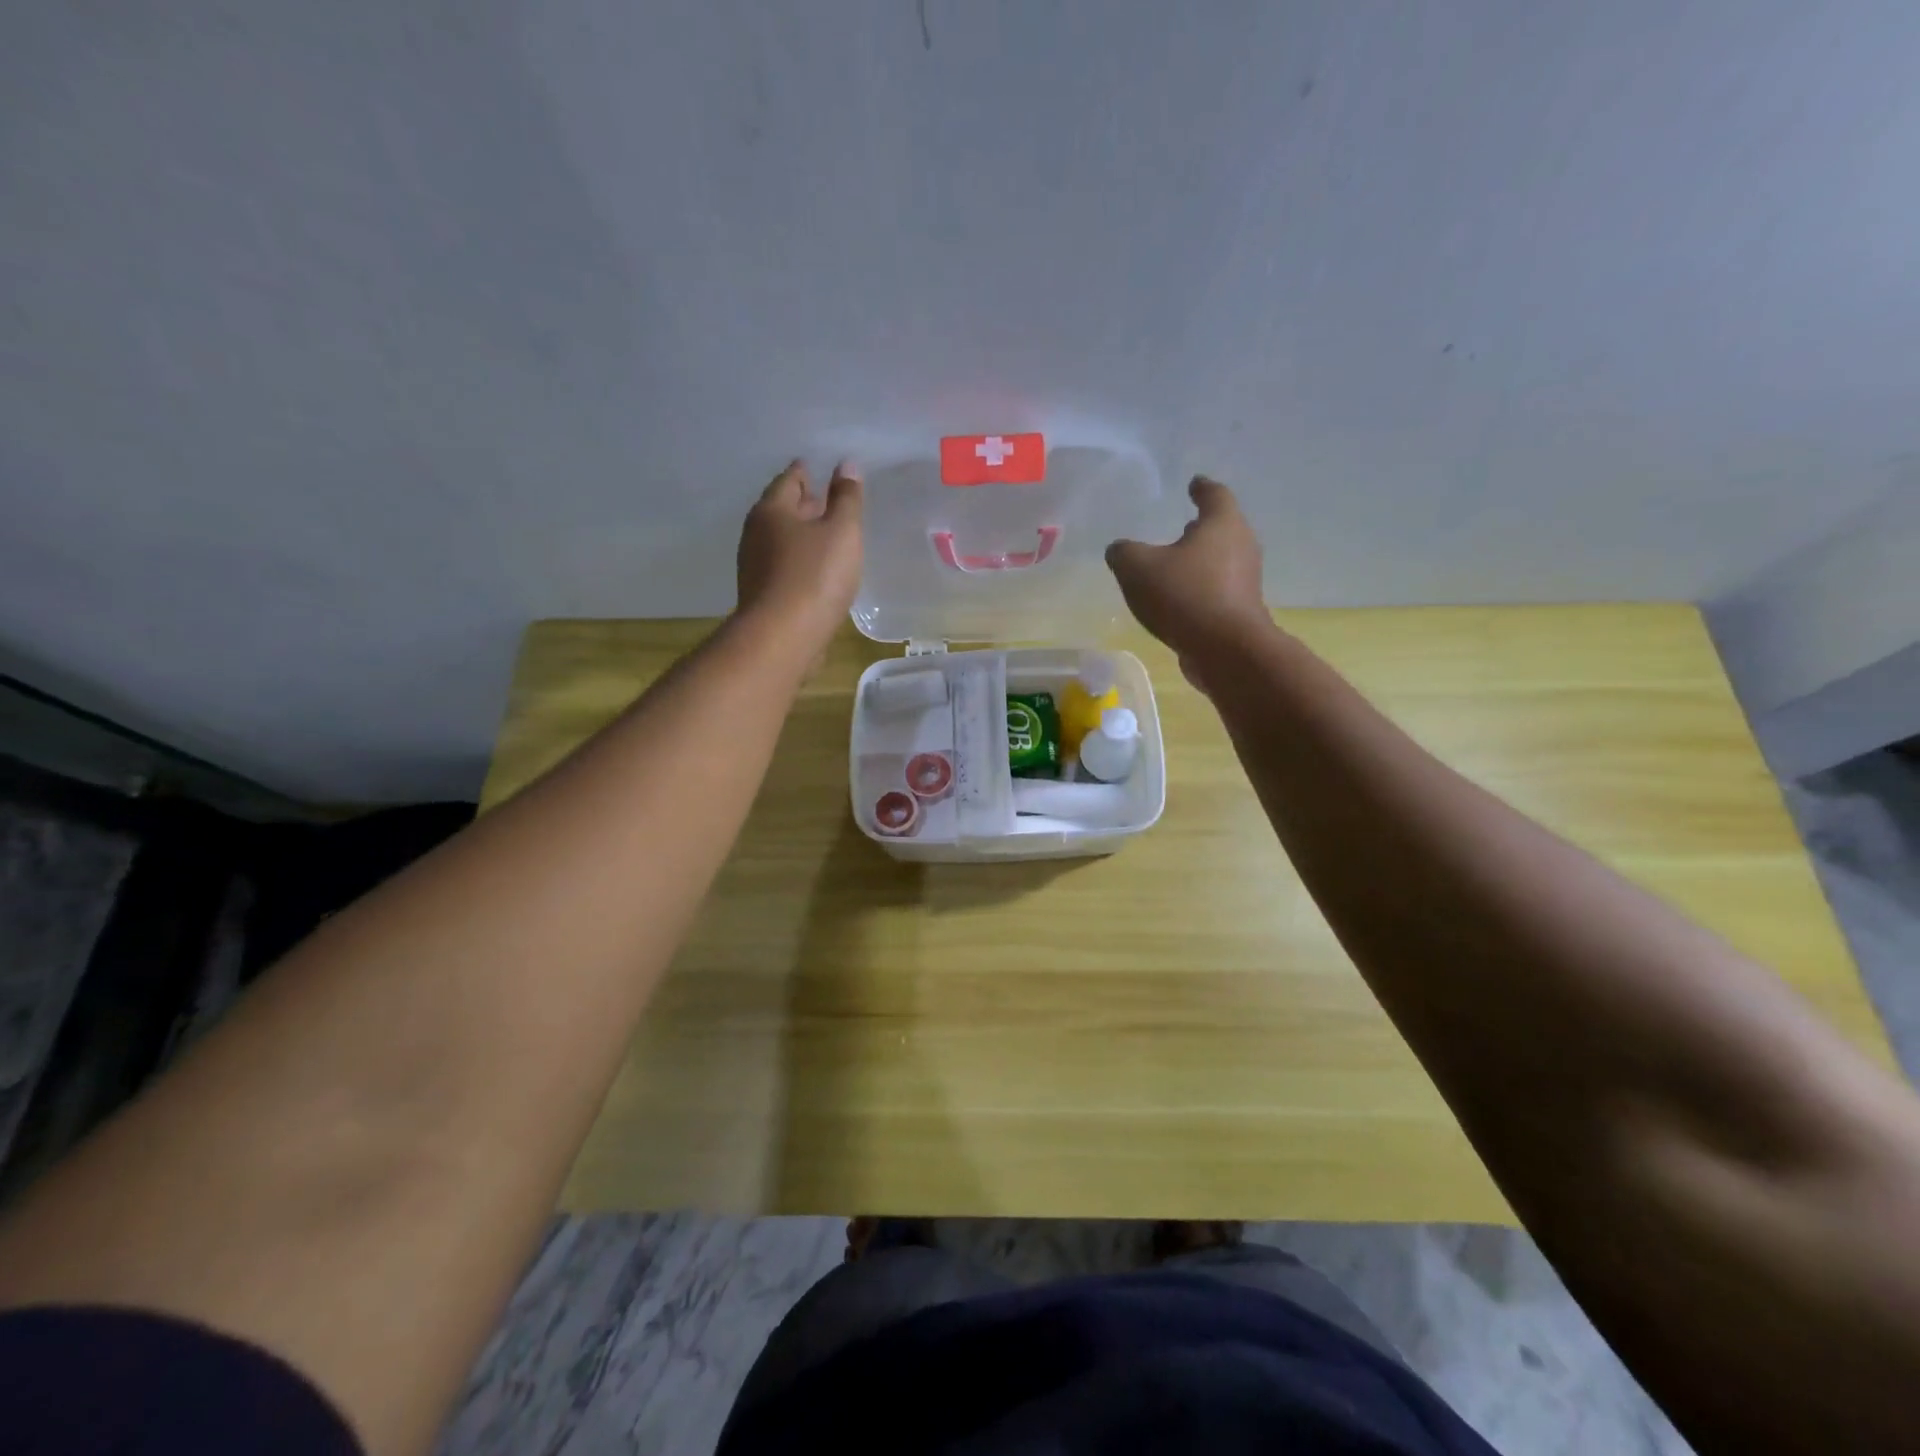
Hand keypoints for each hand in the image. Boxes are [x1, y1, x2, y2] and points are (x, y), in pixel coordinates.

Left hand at [735, 460, 864, 652]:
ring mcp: (755, 566)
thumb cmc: (815, 576)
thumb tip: (845, 465)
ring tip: (827, 536)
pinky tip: (817, 571)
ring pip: (781, 540)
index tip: (821, 469)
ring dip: (802, 535)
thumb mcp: (842, 531)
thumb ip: (847, 498)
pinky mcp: (762, 595)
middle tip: (827, 501)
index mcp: (772, 510)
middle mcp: (756, 533)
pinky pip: (783, 567)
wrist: (782, 638)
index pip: (790, 479)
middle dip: (804, 503)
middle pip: (782, 509)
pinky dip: (800, 561)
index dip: (807, 472)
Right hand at [1106, 477, 1273, 665]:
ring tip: (1178, 564)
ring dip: (1202, 560)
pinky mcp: (1242, 611)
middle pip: (1223, 528)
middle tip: (1185, 526)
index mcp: (1222, 524)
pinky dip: (1202, 588)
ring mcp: (1246, 581)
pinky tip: (1181, 599)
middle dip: (1203, 527)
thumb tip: (1119, 550)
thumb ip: (1123, 553)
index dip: (1201, 488)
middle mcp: (1242, 546)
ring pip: (1222, 560)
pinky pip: (1219, 590)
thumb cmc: (1184, 595)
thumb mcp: (1137, 568)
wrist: (1225, 649)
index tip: (1194, 483)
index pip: (1214, 494)